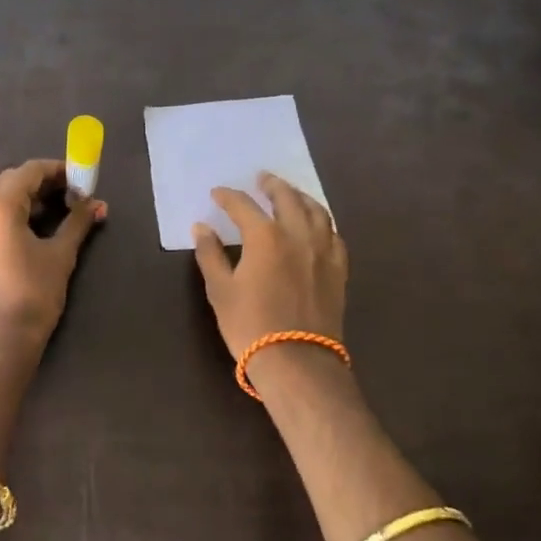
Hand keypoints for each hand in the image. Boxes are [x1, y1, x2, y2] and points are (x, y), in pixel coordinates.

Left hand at [0, 159, 105, 344]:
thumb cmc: (33, 294)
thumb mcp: (60, 255)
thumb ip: (77, 222)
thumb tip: (98, 203)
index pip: (30, 171)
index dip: (57, 171)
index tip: (78, 179)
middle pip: (7, 180)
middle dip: (37, 183)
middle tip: (66, 197)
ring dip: (8, 194)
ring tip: (31, 211)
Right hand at [192, 172, 346, 359]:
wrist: (298, 362)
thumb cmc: (250, 325)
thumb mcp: (220, 290)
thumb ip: (210, 255)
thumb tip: (201, 228)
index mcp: (265, 237)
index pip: (243, 206)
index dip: (228, 197)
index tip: (217, 194)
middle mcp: (298, 235)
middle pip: (287, 198)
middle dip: (272, 185)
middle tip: (262, 179)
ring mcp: (323, 252)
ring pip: (317, 212)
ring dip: (301, 197)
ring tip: (292, 194)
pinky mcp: (338, 270)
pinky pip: (334, 236)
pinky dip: (323, 223)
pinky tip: (317, 226)